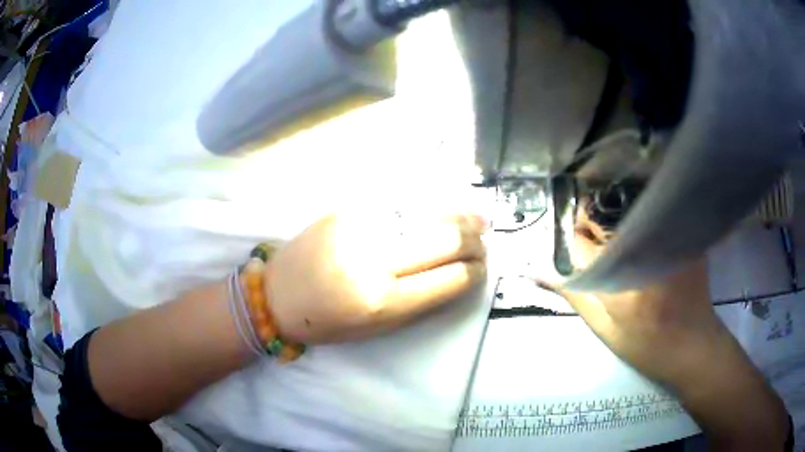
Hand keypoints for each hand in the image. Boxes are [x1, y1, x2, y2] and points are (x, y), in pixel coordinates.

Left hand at [267, 213, 487, 343]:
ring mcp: (359, 226)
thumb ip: (421, 301)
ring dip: (460, 215)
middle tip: (484, 241)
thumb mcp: (378, 328)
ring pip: (426, 212)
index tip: (482, 268)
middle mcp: (374, 259)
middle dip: (474, 240)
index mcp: (382, 301)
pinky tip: (445, 205)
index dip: (474, 272)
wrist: (276, 294)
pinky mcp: (346, 207)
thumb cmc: (327, 322)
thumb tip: (459, 275)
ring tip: (479, 218)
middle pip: (444, 238)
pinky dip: (430, 203)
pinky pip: (400, 201)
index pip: (449, 279)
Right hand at [541, 203, 789, 449]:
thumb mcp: (605, 329)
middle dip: (592, 219)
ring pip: (630, 206)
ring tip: (615, 231)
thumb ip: (576, 295)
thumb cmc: (647, 346)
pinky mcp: (684, 233)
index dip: (573, 237)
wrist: (694, 345)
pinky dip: (640, 213)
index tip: (574, 240)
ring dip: (615, 213)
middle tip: (593, 234)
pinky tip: (640, 230)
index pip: (584, 242)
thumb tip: (540, 271)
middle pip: (607, 214)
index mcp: (624, 282)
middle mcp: (648, 251)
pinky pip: (653, 211)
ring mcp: (670, 238)